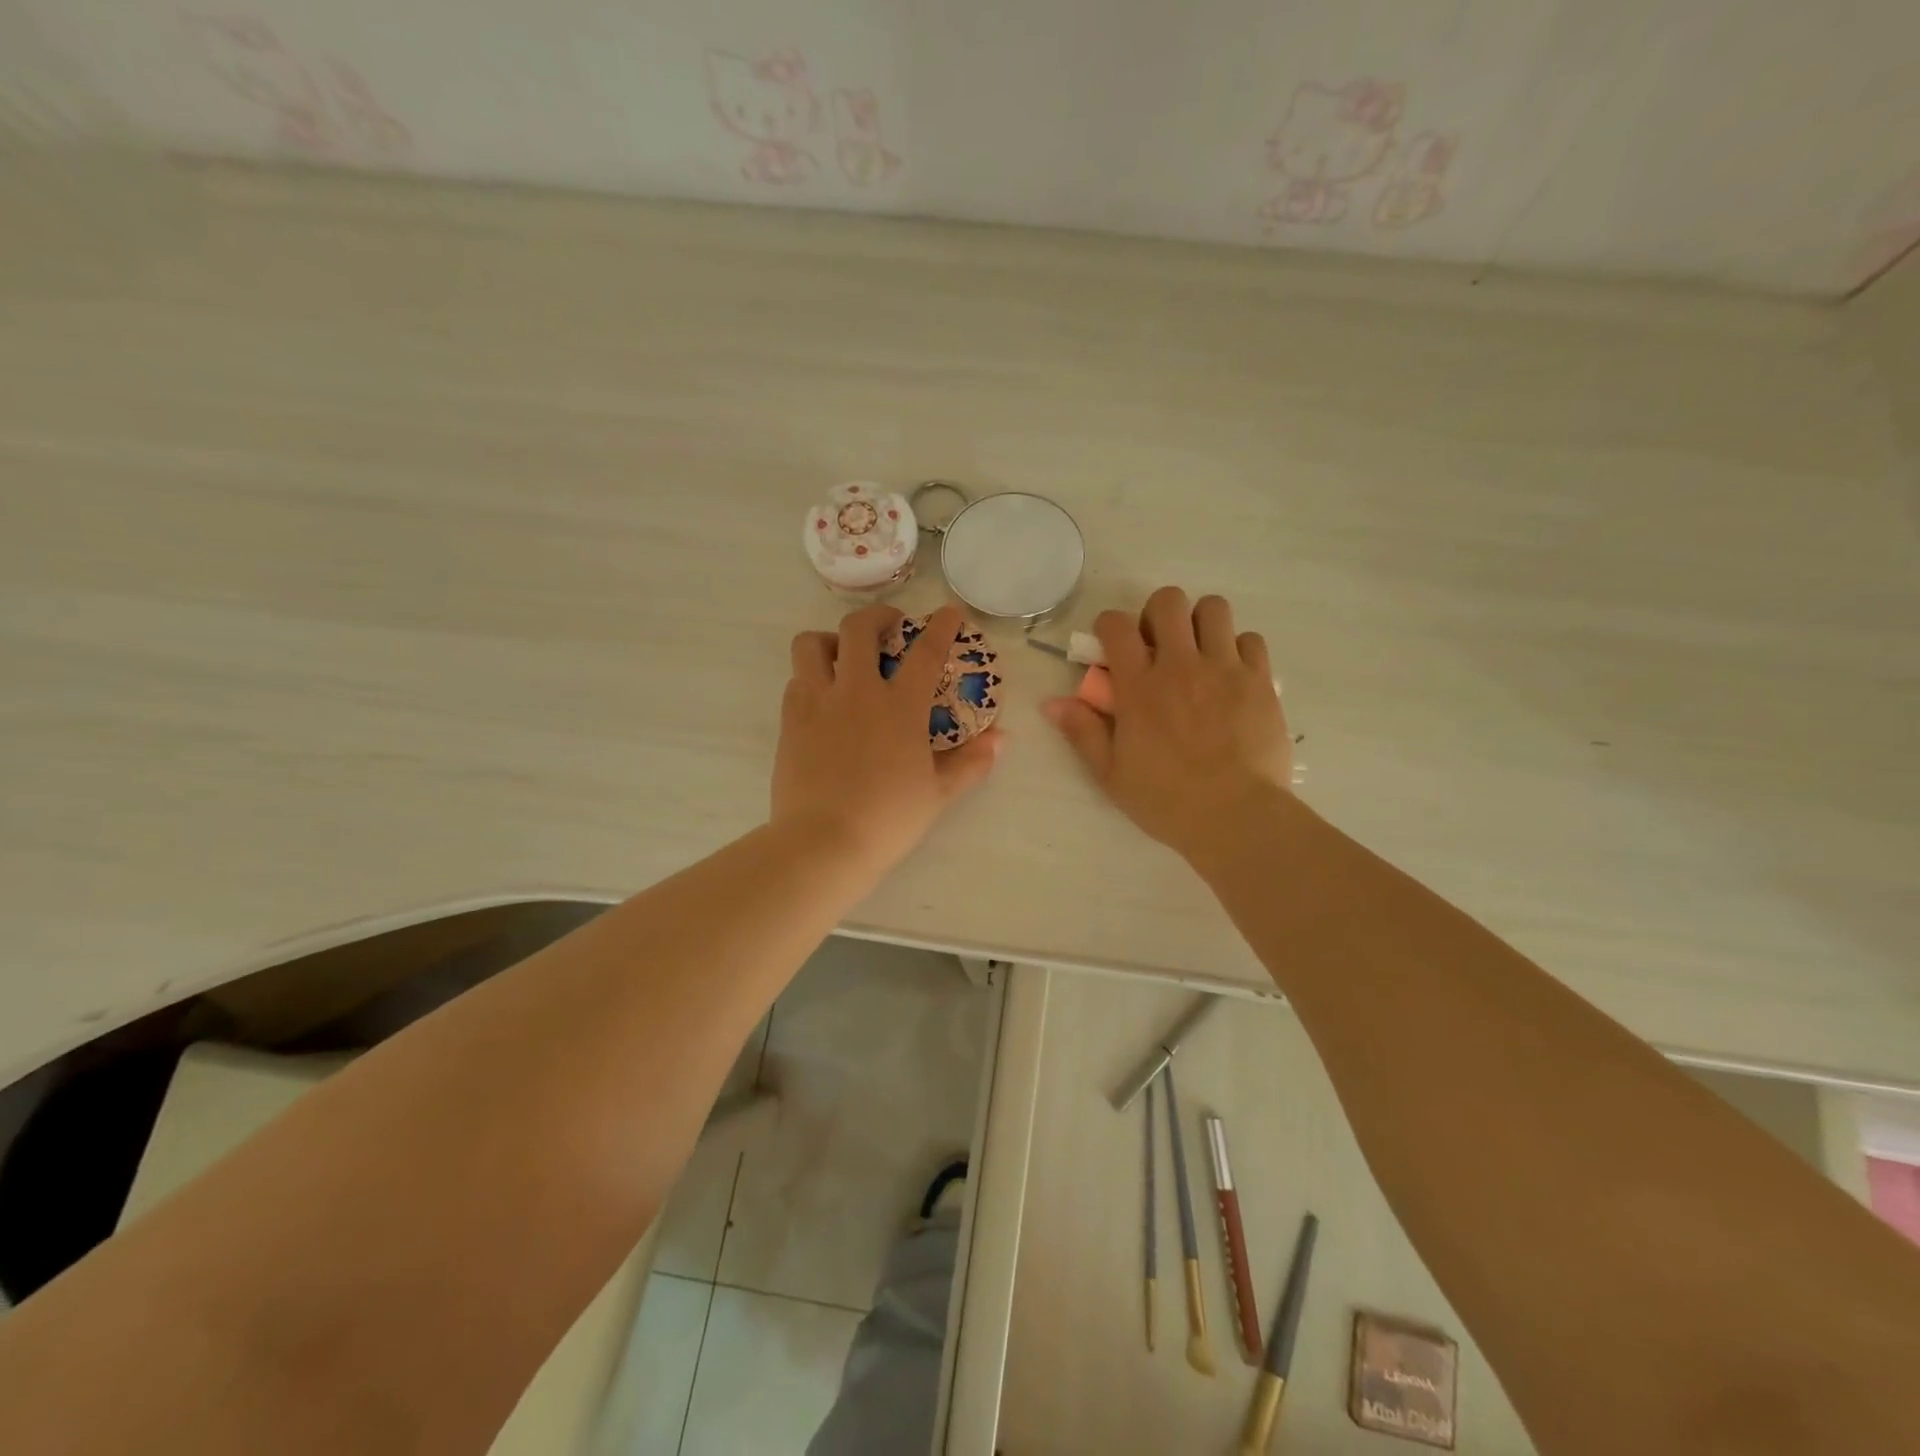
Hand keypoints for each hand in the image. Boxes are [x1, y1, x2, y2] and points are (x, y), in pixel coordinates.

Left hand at [773, 603, 999, 874]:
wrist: (823, 843)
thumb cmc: (888, 820)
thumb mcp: (938, 793)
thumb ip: (971, 762)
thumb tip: (1002, 740)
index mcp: (899, 706)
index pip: (925, 652)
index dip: (941, 626)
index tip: (949, 612)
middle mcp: (856, 691)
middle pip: (858, 628)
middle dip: (877, 616)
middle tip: (890, 627)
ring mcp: (816, 702)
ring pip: (811, 644)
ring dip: (830, 640)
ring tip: (843, 657)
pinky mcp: (789, 721)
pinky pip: (795, 680)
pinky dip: (809, 677)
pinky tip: (822, 699)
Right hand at [1042, 588, 1291, 862]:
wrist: (1235, 817)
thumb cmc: (1166, 800)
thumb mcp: (1111, 773)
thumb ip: (1082, 731)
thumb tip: (1051, 703)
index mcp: (1139, 687)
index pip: (1117, 625)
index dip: (1109, 625)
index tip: (1112, 644)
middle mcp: (1180, 666)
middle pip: (1169, 601)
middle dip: (1158, 613)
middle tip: (1159, 644)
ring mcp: (1224, 669)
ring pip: (1214, 608)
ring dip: (1201, 623)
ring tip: (1198, 652)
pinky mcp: (1260, 681)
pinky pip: (1251, 639)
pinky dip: (1238, 649)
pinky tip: (1231, 675)